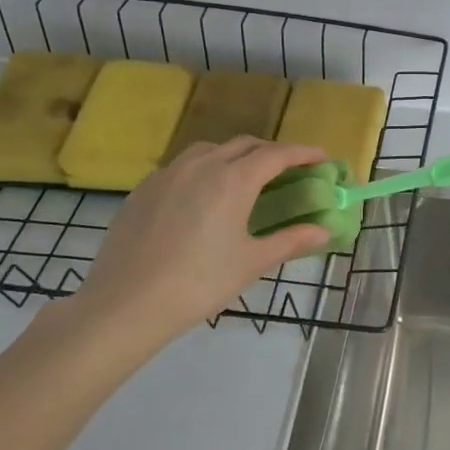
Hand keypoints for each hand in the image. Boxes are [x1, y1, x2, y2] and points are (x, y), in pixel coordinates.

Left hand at [67, 138, 332, 356]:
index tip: (322, 157)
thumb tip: (323, 231)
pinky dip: (204, 169)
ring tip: (245, 178)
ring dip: (235, 155)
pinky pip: (182, 166)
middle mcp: (201, 166)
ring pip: (210, 150)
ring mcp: (167, 174)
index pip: (276, 155)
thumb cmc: (199, 283)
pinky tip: (202, 196)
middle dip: (270, 152)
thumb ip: (290, 240)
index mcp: (233, 180)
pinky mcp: (143, 189)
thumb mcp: (252, 262)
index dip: (303, 153)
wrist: (126, 304)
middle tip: (288, 170)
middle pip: (244, 145)